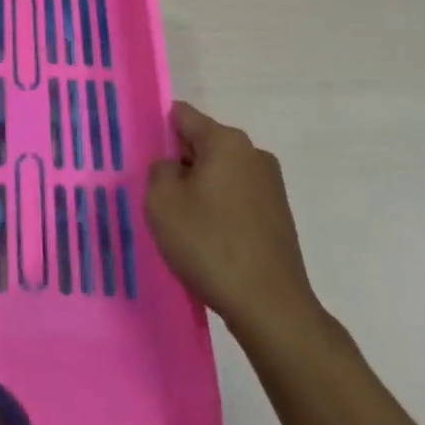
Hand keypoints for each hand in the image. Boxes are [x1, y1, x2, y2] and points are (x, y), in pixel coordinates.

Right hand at [144, 102, 321, 335]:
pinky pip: (238, 199)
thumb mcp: (161, 202)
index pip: (183, 115)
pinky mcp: (279, 217)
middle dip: (180, 163)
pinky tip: (209, 242)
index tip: (145, 158)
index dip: (159, 130)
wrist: (271, 309)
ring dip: (201, 189)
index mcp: (226, 141)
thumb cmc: (210, 245)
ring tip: (184, 225)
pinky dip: (221, 211)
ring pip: (221, 173)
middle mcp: (253, 154)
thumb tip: (174, 169)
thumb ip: (159, 171)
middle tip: (159, 196)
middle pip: (204, 144)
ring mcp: (271, 186)